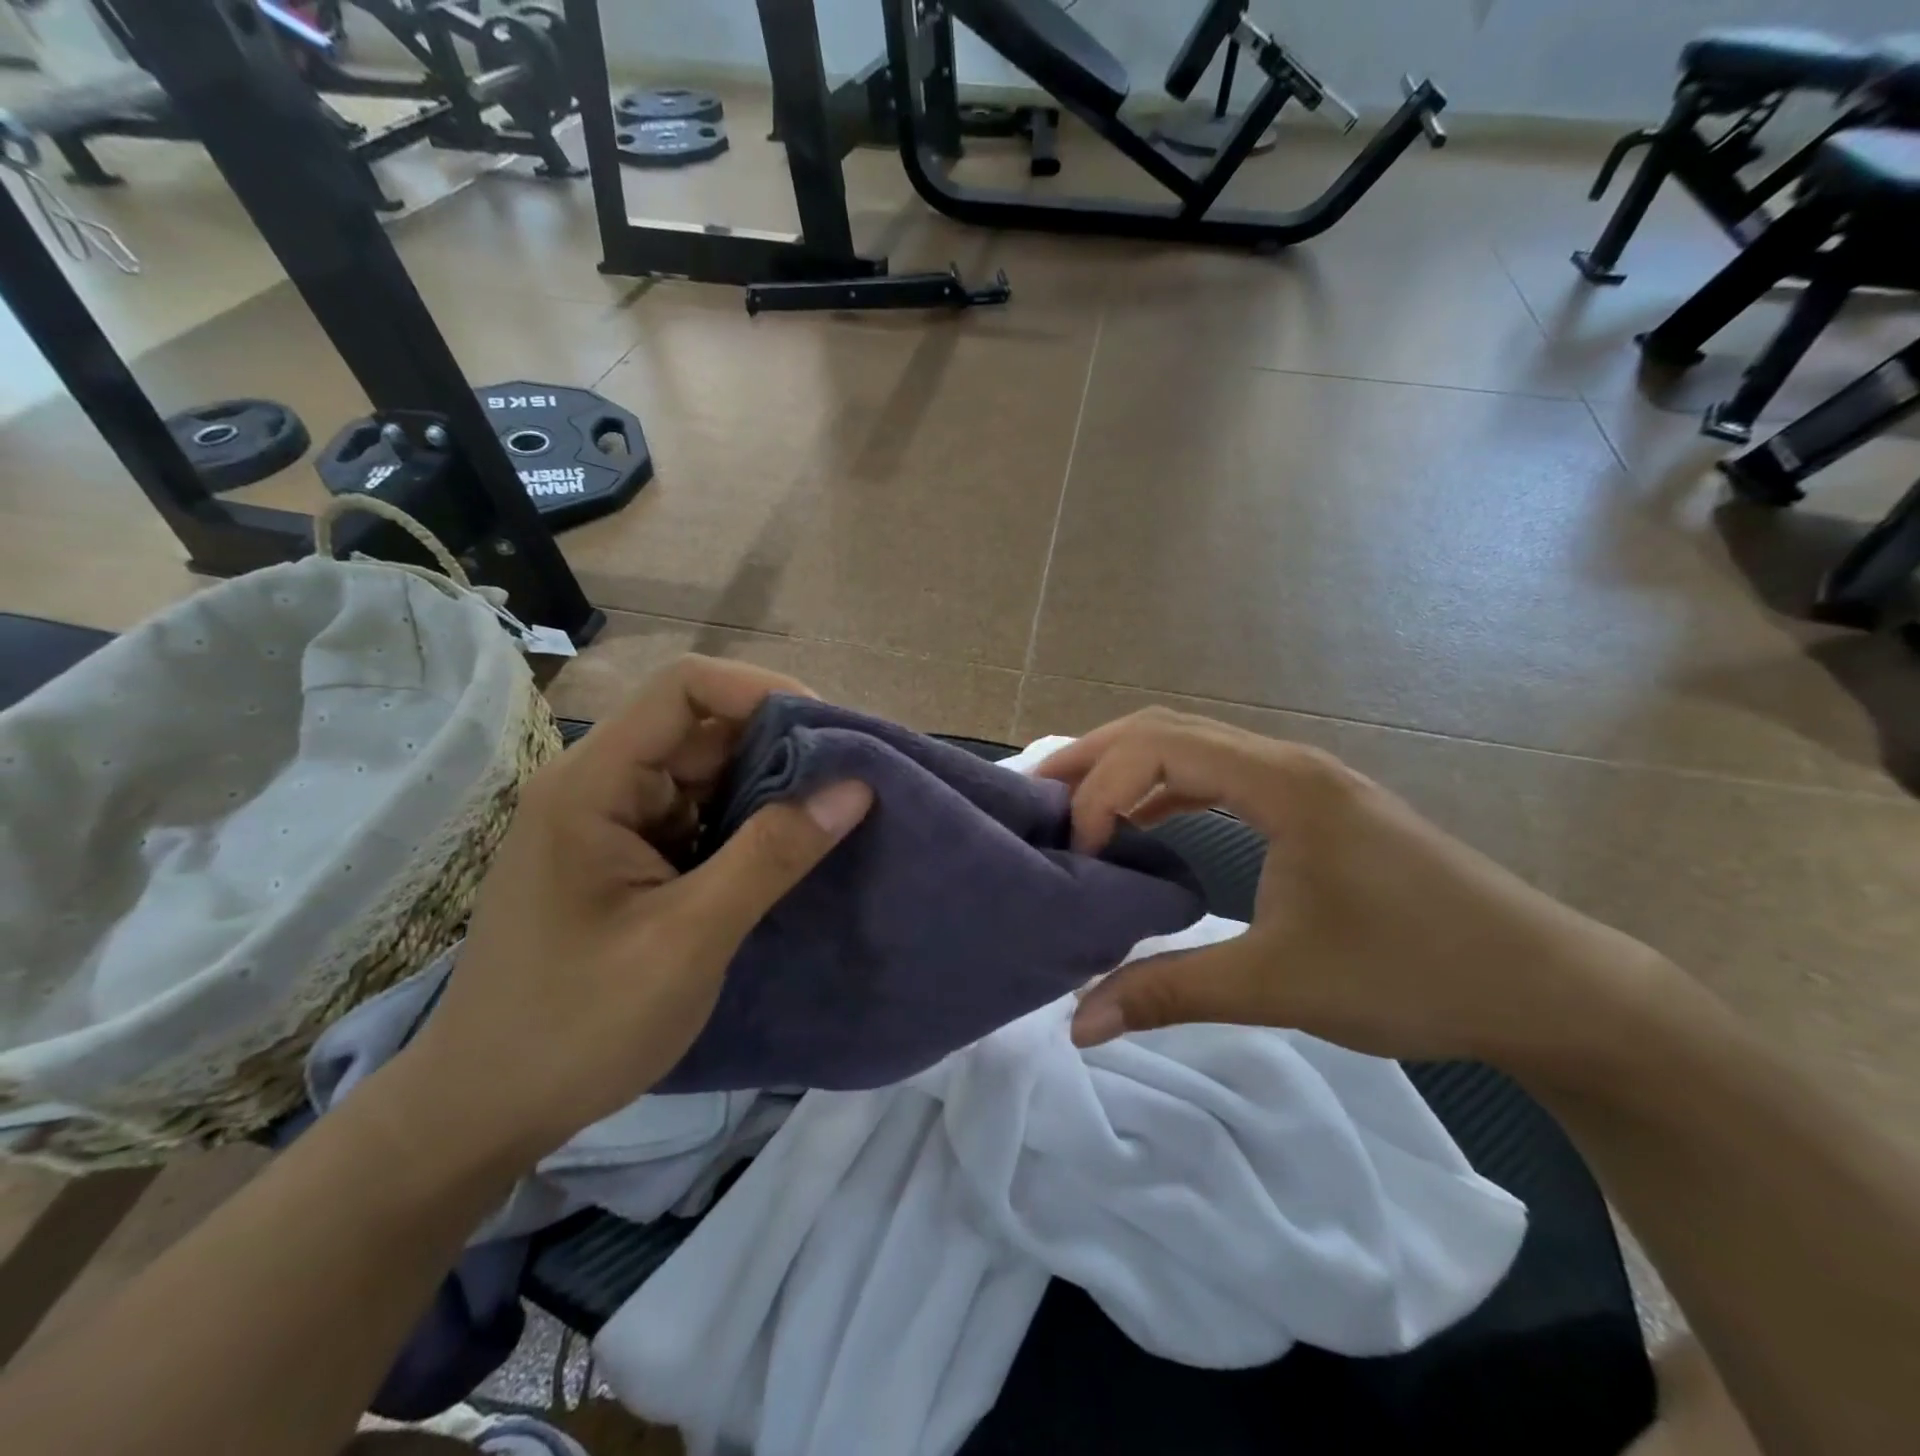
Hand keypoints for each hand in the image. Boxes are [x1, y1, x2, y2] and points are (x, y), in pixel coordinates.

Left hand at [397, 657, 871, 1163]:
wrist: (485, 1110)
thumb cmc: (578, 1026)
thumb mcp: (689, 940)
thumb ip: (772, 856)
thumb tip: (855, 787)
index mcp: (593, 785)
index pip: (684, 689)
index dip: (763, 691)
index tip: (831, 734)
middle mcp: (599, 786)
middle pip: (701, 727)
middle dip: (780, 745)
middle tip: (850, 781)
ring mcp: (612, 822)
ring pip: (706, 773)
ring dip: (769, 787)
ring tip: (833, 814)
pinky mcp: (627, 857)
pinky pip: (699, 815)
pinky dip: (747, 824)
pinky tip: (789, 848)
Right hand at [1039, 709, 1668, 1072]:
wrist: (1545, 985)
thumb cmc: (1415, 972)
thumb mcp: (1280, 984)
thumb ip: (1170, 992)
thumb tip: (1079, 1023)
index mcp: (1280, 783)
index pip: (1157, 749)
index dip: (1098, 789)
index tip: (1073, 853)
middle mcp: (1285, 762)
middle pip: (1163, 728)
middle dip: (1092, 756)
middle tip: (1034, 795)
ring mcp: (1301, 779)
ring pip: (1190, 746)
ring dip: (1126, 768)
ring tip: (1072, 805)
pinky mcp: (1310, 805)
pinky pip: (1217, 776)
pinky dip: (1165, 790)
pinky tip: (1143, 826)